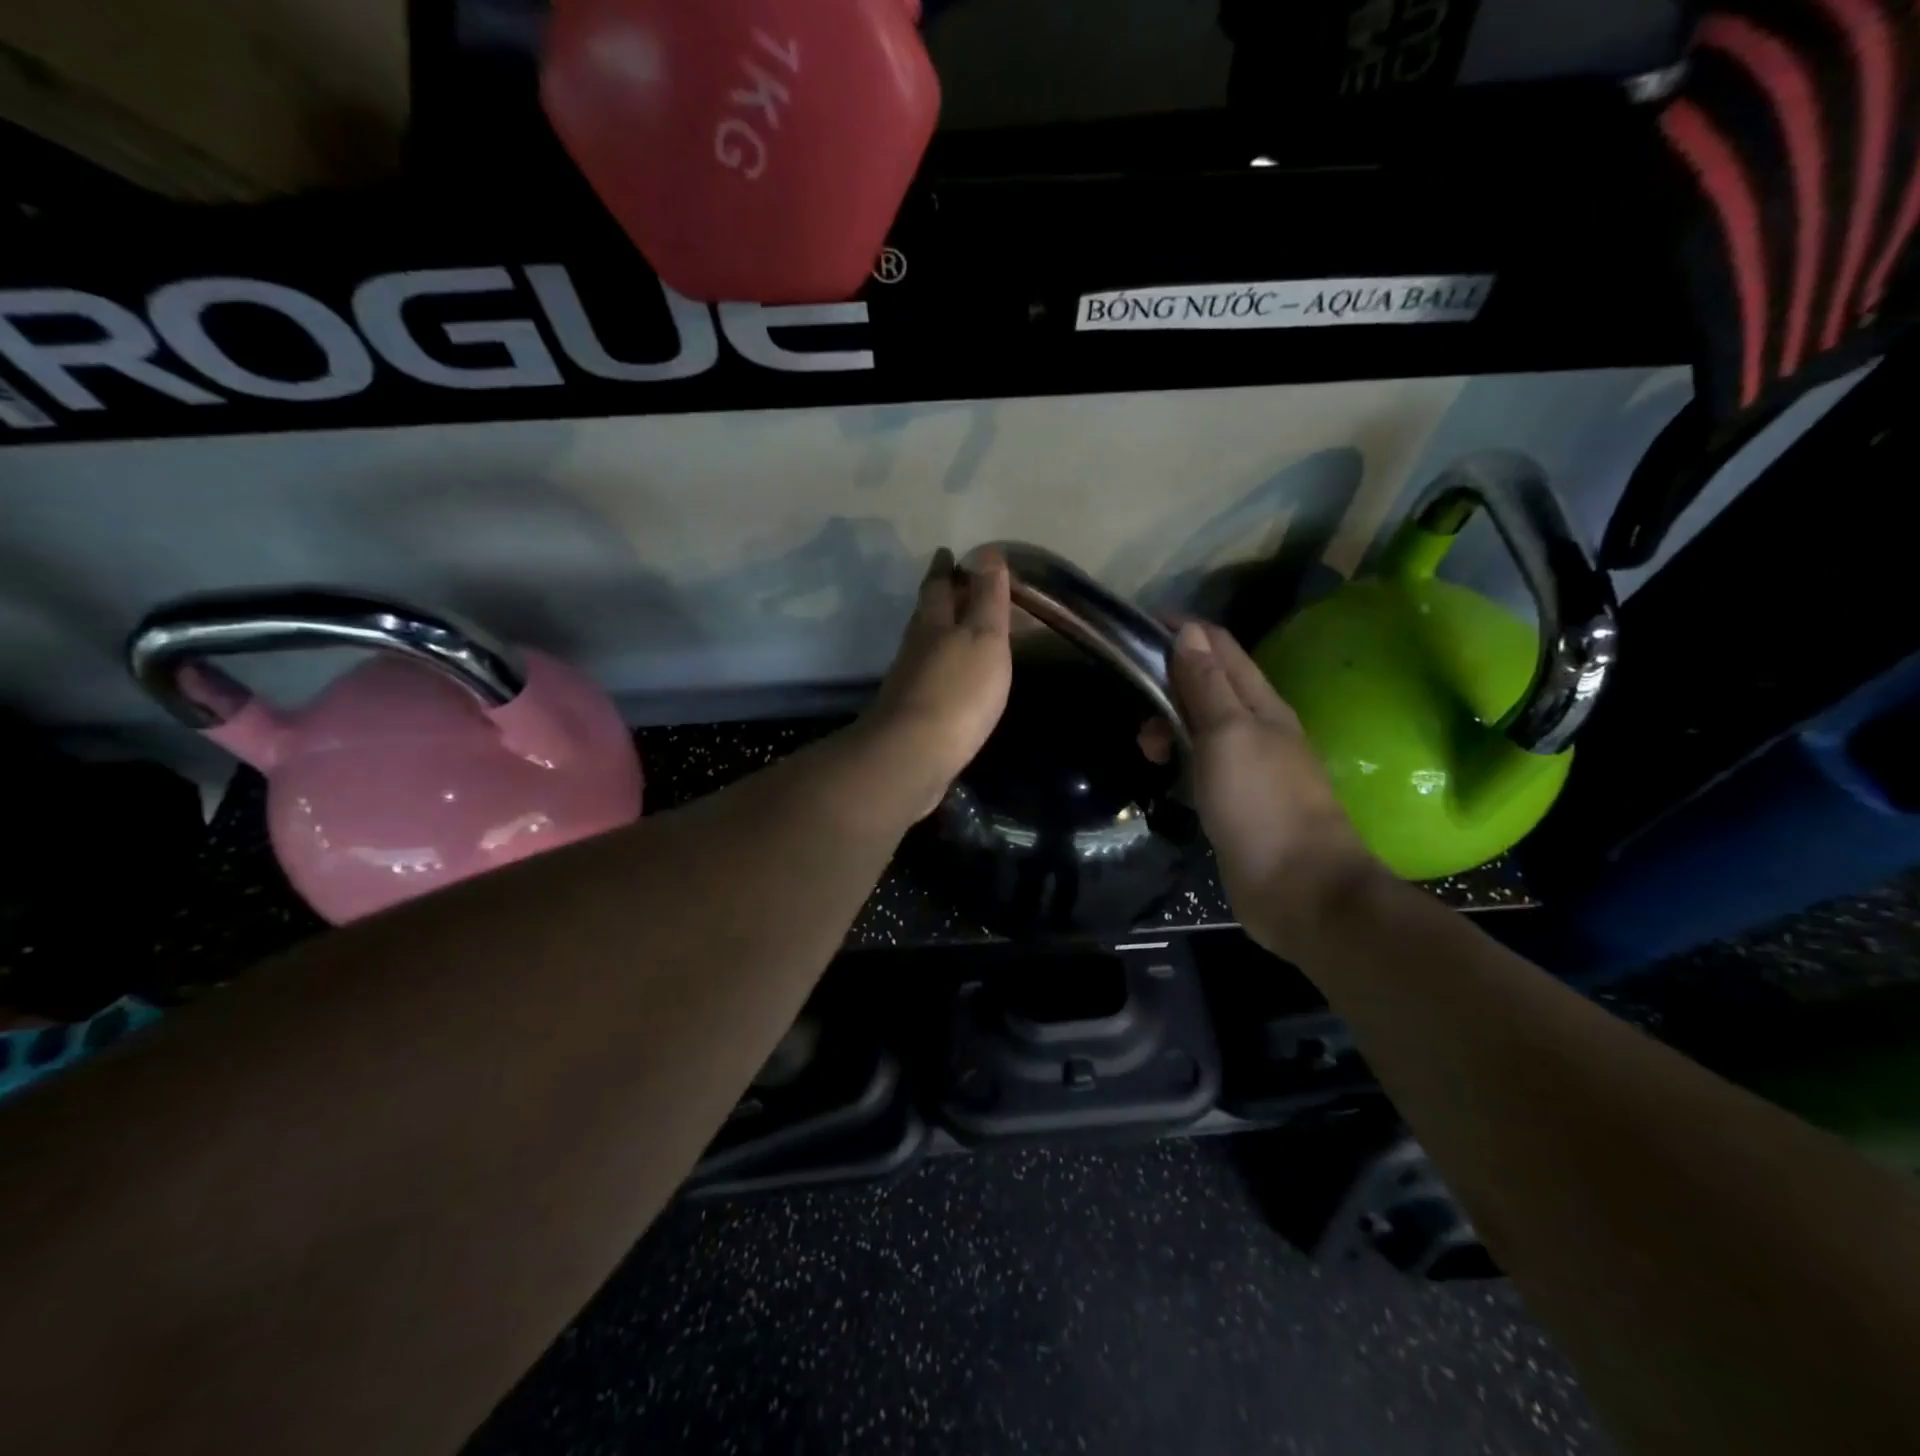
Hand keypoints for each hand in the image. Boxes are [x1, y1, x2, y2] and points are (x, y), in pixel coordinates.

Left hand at [861, 546, 1012, 816]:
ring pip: (924, 645)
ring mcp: (909, 682)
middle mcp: (915, 647)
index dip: (945, 568)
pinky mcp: (910, 714)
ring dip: (938, 632)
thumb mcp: (984, 638)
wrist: (912, 756)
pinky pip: (928, 678)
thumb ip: (987, 598)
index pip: (938, 586)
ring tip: (955, 628)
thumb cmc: (957, 691)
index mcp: (934, 623)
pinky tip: (950, 678)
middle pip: (926, 614)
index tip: (947, 553)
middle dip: (938, 597)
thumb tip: (986, 551)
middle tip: (952, 584)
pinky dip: (940, 667)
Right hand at [1167, 620, 1381, 956]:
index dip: (1180, 631)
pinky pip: (1202, 762)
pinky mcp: (1239, 800)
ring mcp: (1250, 765)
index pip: (1220, 646)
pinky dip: (1179, 757)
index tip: (1135, 631)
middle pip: (1208, 683)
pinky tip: (1166, 777)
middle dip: (1167, 684)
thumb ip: (1206, 684)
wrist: (1299, 890)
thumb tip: (1188, 631)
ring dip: (1169, 725)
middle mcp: (1258, 726)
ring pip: (1201, 725)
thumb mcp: (1227, 734)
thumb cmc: (1261, 804)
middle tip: (1138, 713)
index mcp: (1261, 703)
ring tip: (1147, 753)